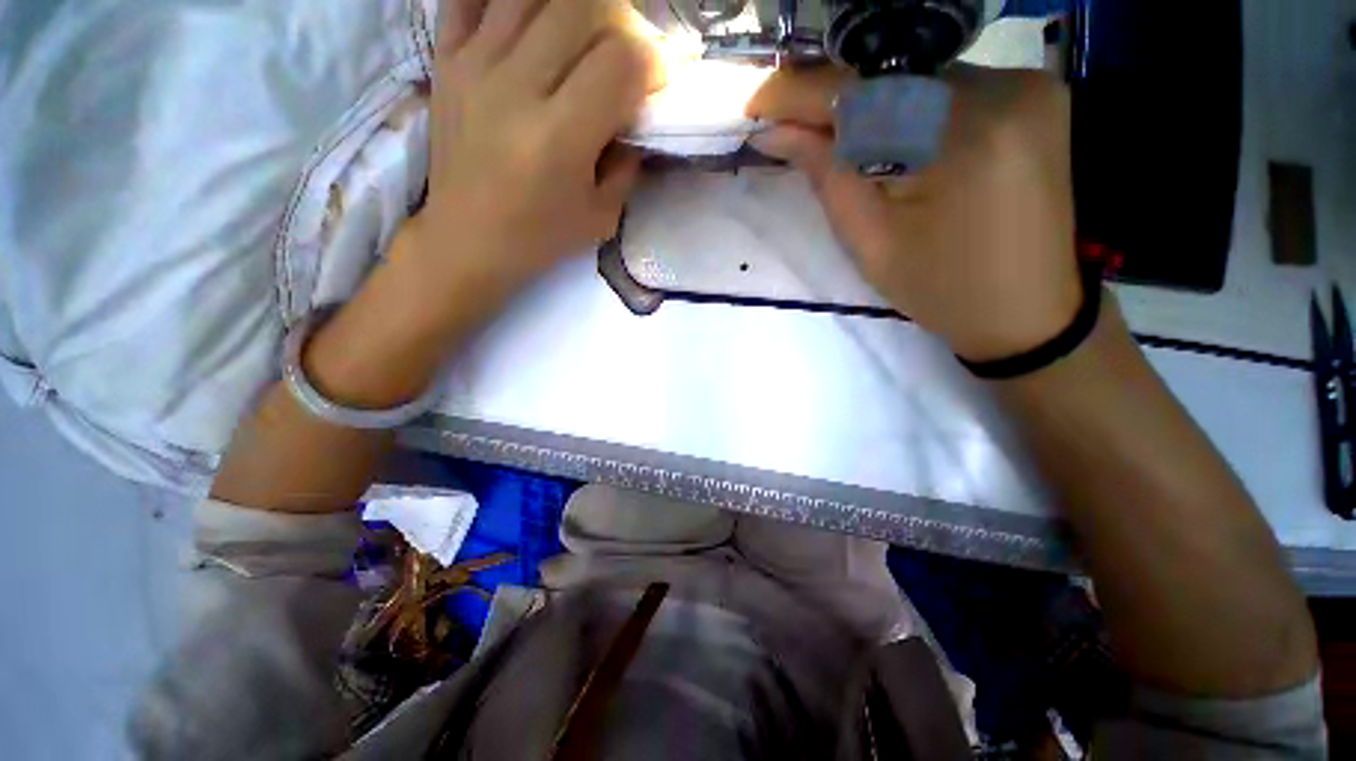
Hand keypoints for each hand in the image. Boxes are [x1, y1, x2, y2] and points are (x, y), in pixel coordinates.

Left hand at [404, 0, 660, 299]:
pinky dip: (511, 0)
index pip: (620, 61)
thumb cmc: (540, 236)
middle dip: (621, 22)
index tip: (658, 81)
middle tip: (625, 52)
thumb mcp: (601, 217)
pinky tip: (532, 22)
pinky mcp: (445, 58)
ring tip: (583, 37)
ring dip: (573, 7)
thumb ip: (628, 164)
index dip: (653, 60)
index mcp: (559, 138)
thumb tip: (639, 115)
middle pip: (581, 8)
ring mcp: (474, 65)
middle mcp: (515, 88)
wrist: (467, 239)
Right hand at [747, 66, 1082, 361]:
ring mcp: (1029, 87)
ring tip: (829, 133)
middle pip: (892, 77)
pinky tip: (885, 134)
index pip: (862, 93)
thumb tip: (774, 133)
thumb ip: (825, 176)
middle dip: (833, 100)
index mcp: (961, 137)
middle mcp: (1005, 90)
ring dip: (869, 104)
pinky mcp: (1037, 96)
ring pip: (919, 79)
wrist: (1026, 311)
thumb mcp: (870, 242)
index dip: (802, 94)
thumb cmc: (940, 289)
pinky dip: (908, 107)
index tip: (757, 104)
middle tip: (787, 121)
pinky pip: (951, 88)